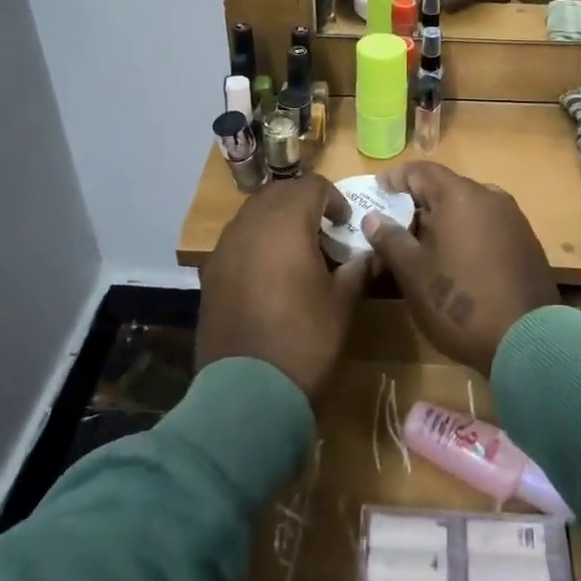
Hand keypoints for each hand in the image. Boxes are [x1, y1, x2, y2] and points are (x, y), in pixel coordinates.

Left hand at [197, 175, 372, 401]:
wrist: (247, 394)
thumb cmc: (304, 342)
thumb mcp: (342, 305)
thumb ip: (357, 270)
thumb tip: (369, 254)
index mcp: (286, 224)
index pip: (311, 186)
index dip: (333, 198)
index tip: (345, 223)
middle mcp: (250, 226)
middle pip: (278, 193)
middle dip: (303, 202)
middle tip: (324, 229)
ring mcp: (224, 248)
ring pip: (253, 213)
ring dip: (277, 219)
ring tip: (298, 249)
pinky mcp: (211, 273)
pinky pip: (237, 240)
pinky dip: (257, 241)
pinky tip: (270, 272)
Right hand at [360, 163, 558, 375]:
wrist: (529, 343)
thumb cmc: (460, 303)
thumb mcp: (413, 274)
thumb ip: (390, 240)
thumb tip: (373, 218)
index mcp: (461, 196)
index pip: (421, 171)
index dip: (395, 178)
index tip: (376, 191)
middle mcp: (491, 197)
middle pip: (446, 188)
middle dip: (418, 203)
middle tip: (394, 224)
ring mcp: (513, 220)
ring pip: (468, 208)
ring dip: (442, 220)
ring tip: (421, 246)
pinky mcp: (526, 244)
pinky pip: (487, 226)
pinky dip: (466, 234)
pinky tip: (454, 261)